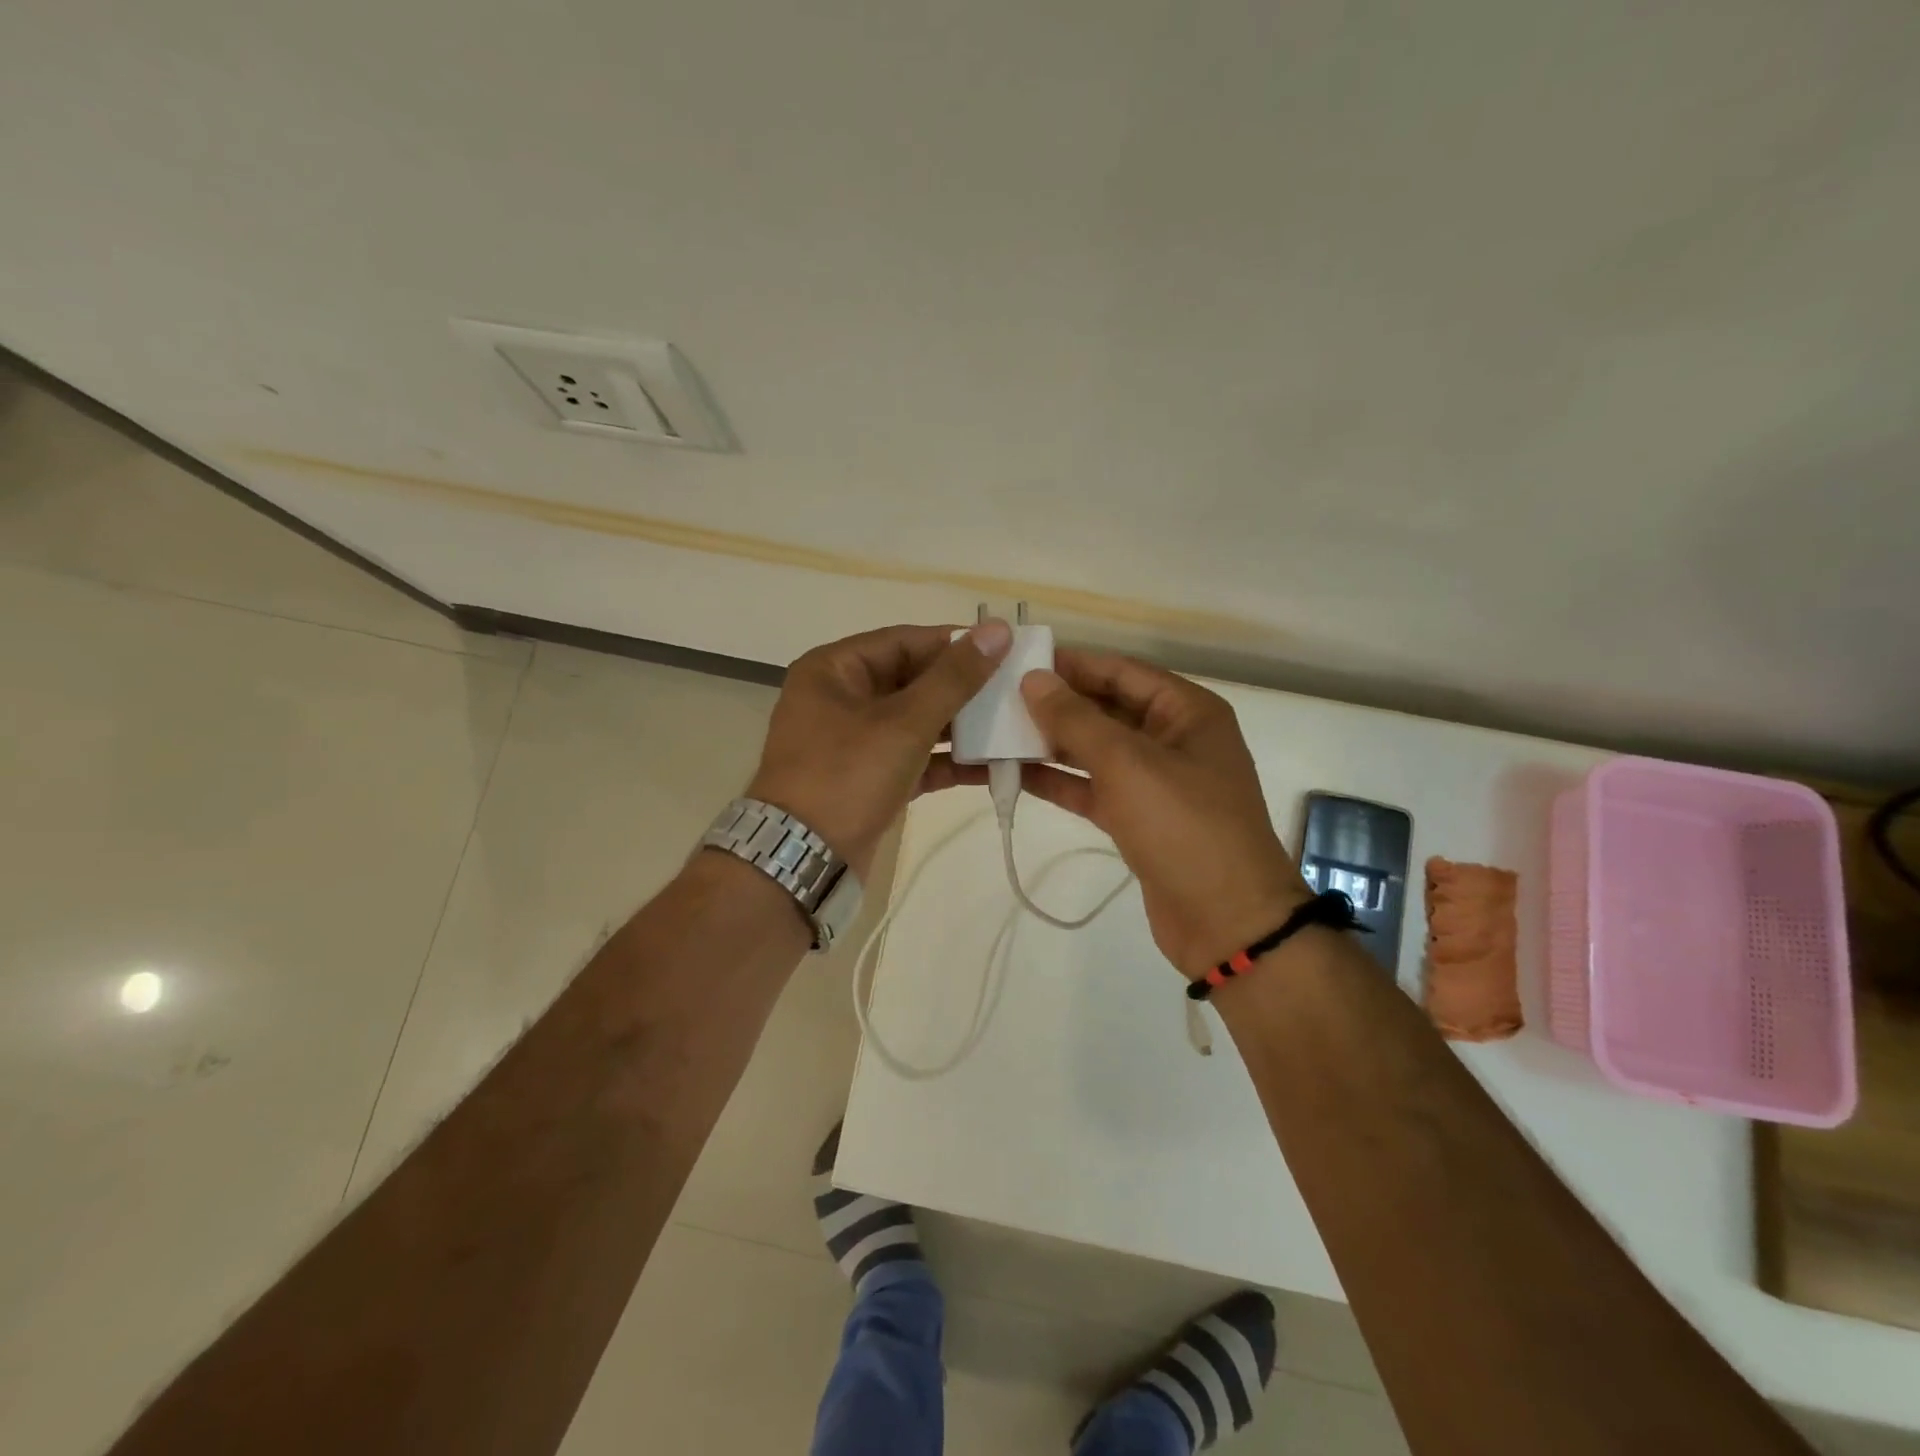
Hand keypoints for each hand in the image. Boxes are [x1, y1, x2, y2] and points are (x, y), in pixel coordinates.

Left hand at [747, 621, 1012, 878]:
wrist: (802, 860)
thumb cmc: (847, 776)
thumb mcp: (905, 722)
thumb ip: (954, 677)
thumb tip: (998, 629)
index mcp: (834, 669)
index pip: (904, 641)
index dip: (955, 643)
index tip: (1005, 648)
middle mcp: (840, 698)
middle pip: (911, 680)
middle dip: (962, 687)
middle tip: (1015, 688)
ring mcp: (853, 741)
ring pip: (915, 720)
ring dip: (960, 725)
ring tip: (1012, 724)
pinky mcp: (867, 778)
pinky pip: (913, 756)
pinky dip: (946, 760)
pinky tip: (992, 765)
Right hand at [1017, 649, 1308, 978]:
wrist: (1227, 923)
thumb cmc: (1184, 827)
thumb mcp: (1128, 763)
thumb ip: (1076, 720)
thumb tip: (1034, 679)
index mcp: (1187, 712)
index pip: (1121, 671)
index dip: (1072, 664)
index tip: (1019, 661)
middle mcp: (1173, 739)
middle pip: (1107, 709)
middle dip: (1057, 705)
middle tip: (998, 698)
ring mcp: (1156, 782)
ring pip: (1096, 751)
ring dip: (1051, 744)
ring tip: (997, 733)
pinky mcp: (1139, 820)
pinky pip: (1094, 788)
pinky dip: (1060, 782)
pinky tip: (1015, 774)